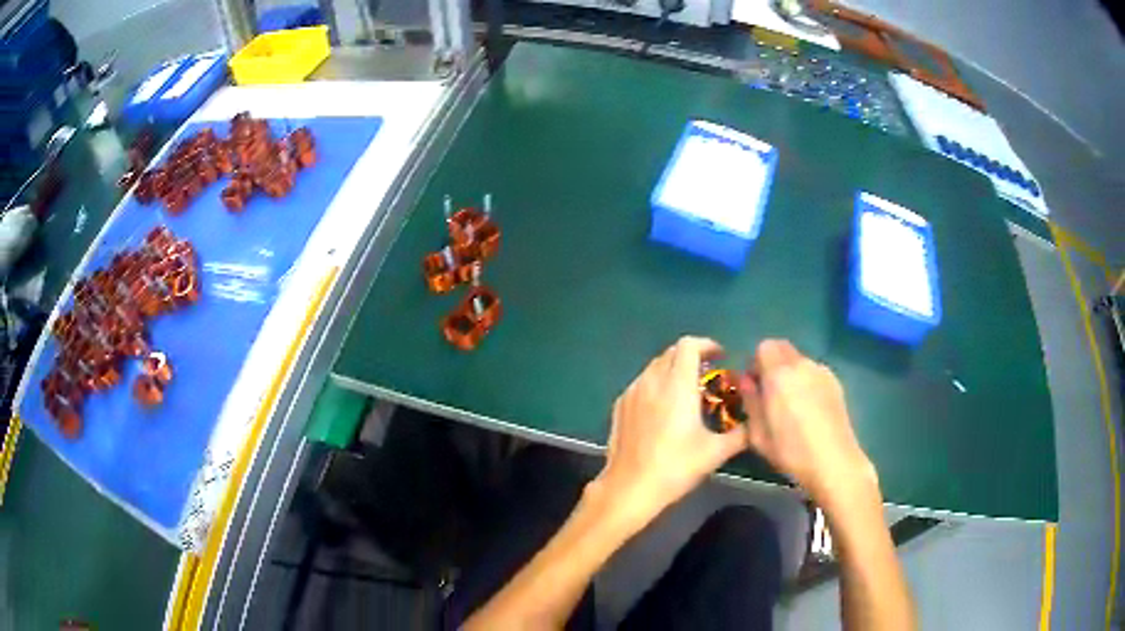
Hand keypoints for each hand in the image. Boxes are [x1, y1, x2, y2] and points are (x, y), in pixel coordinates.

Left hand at [594, 336, 749, 529]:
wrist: (630, 488)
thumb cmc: (676, 467)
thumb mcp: (715, 452)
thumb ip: (740, 434)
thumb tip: (756, 425)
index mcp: (677, 385)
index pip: (689, 345)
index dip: (707, 344)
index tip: (720, 356)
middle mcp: (652, 381)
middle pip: (672, 352)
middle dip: (692, 356)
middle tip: (707, 374)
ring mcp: (632, 392)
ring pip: (654, 367)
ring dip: (673, 370)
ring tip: (686, 391)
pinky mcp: (619, 406)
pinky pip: (641, 383)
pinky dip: (656, 384)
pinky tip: (662, 408)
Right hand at [740, 339, 877, 507]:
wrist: (833, 461)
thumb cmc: (791, 451)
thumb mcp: (758, 434)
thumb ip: (750, 401)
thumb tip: (747, 381)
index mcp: (779, 374)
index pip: (764, 346)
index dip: (756, 363)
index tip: (755, 385)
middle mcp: (801, 365)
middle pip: (783, 348)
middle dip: (773, 363)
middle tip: (770, 392)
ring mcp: (822, 372)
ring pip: (800, 361)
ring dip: (791, 373)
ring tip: (791, 404)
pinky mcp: (836, 383)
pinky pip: (814, 373)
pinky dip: (807, 382)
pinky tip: (809, 410)